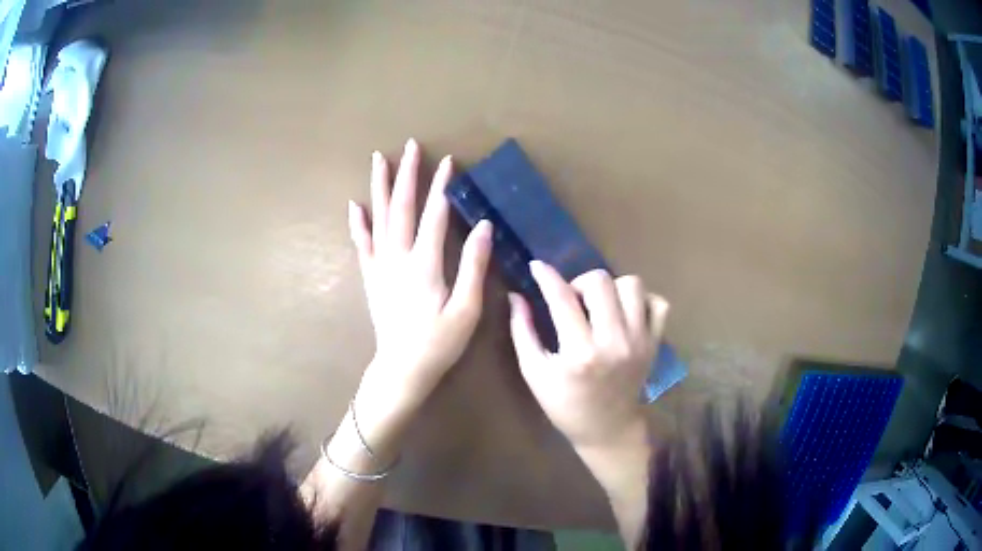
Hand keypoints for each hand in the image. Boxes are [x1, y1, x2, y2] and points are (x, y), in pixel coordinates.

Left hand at [348, 139, 492, 409]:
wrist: (402, 367)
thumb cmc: (438, 342)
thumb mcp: (466, 310)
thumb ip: (474, 267)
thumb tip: (483, 227)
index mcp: (425, 264)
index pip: (434, 214)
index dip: (442, 186)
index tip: (448, 161)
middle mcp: (398, 257)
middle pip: (402, 207)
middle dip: (408, 174)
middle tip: (411, 145)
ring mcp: (380, 265)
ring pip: (378, 217)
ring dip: (380, 186)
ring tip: (379, 159)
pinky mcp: (371, 276)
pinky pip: (361, 243)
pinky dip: (357, 222)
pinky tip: (354, 205)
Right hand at [508, 262, 668, 450]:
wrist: (607, 428)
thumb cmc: (565, 405)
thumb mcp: (534, 373)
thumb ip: (522, 332)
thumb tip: (515, 296)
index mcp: (579, 353)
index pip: (562, 298)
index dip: (546, 276)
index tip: (537, 267)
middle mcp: (614, 341)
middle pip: (600, 281)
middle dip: (580, 282)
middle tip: (573, 300)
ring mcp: (640, 340)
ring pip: (632, 284)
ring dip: (611, 288)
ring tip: (600, 306)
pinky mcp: (655, 342)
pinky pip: (658, 302)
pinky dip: (642, 301)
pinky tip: (625, 313)